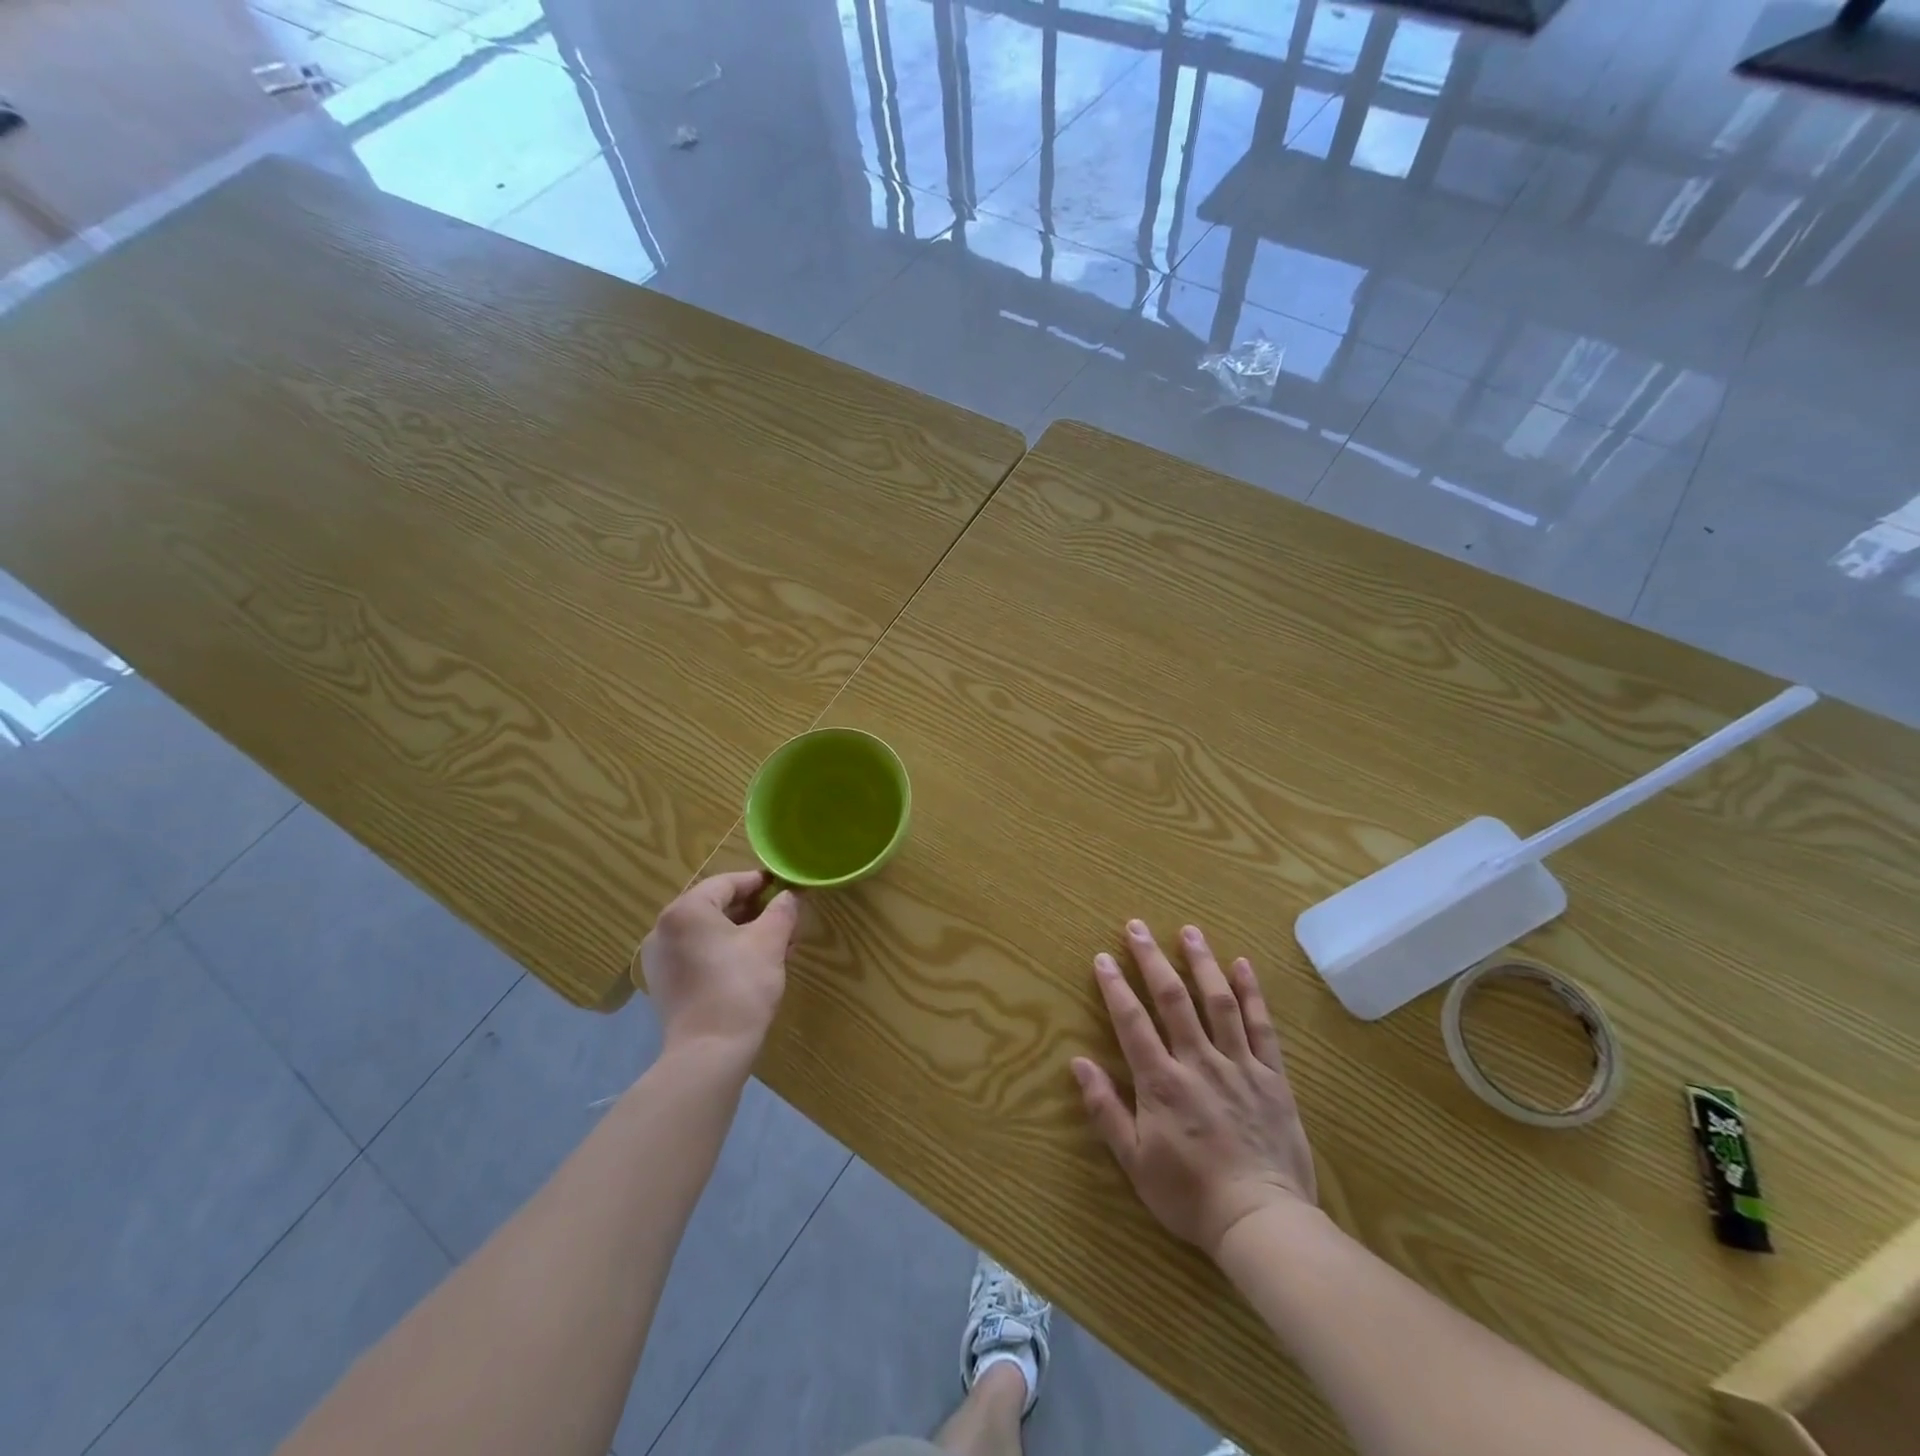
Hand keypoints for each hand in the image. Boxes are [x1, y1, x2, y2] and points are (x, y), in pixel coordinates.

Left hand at [640, 871, 800, 1060]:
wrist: (709, 1053)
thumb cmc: (740, 986)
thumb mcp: (770, 942)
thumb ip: (782, 911)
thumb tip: (790, 895)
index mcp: (686, 910)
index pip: (727, 883)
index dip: (758, 882)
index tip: (783, 886)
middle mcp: (664, 928)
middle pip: (714, 906)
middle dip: (752, 910)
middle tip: (783, 917)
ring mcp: (660, 958)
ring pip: (707, 932)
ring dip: (740, 932)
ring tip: (774, 944)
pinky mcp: (663, 984)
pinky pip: (697, 954)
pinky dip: (722, 952)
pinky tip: (751, 965)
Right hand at [1072, 920, 1317, 1259]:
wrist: (1262, 1222)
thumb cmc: (1190, 1195)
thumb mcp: (1134, 1162)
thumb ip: (1105, 1109)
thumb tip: (1078, 1062)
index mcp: (1161, 1082)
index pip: (1132, 1022)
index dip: (1115, 987)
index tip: (1103, 957)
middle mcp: (1198, 1061)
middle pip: (1172, 999)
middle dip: (1152, 959)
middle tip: (1137, 926)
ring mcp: (1239, 1065)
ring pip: (1218, 1002)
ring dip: (1201, 963)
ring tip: (1189, 931)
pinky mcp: (1273, 1077)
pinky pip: (1262, 1027)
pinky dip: (1252, 993)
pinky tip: (1242, 965)